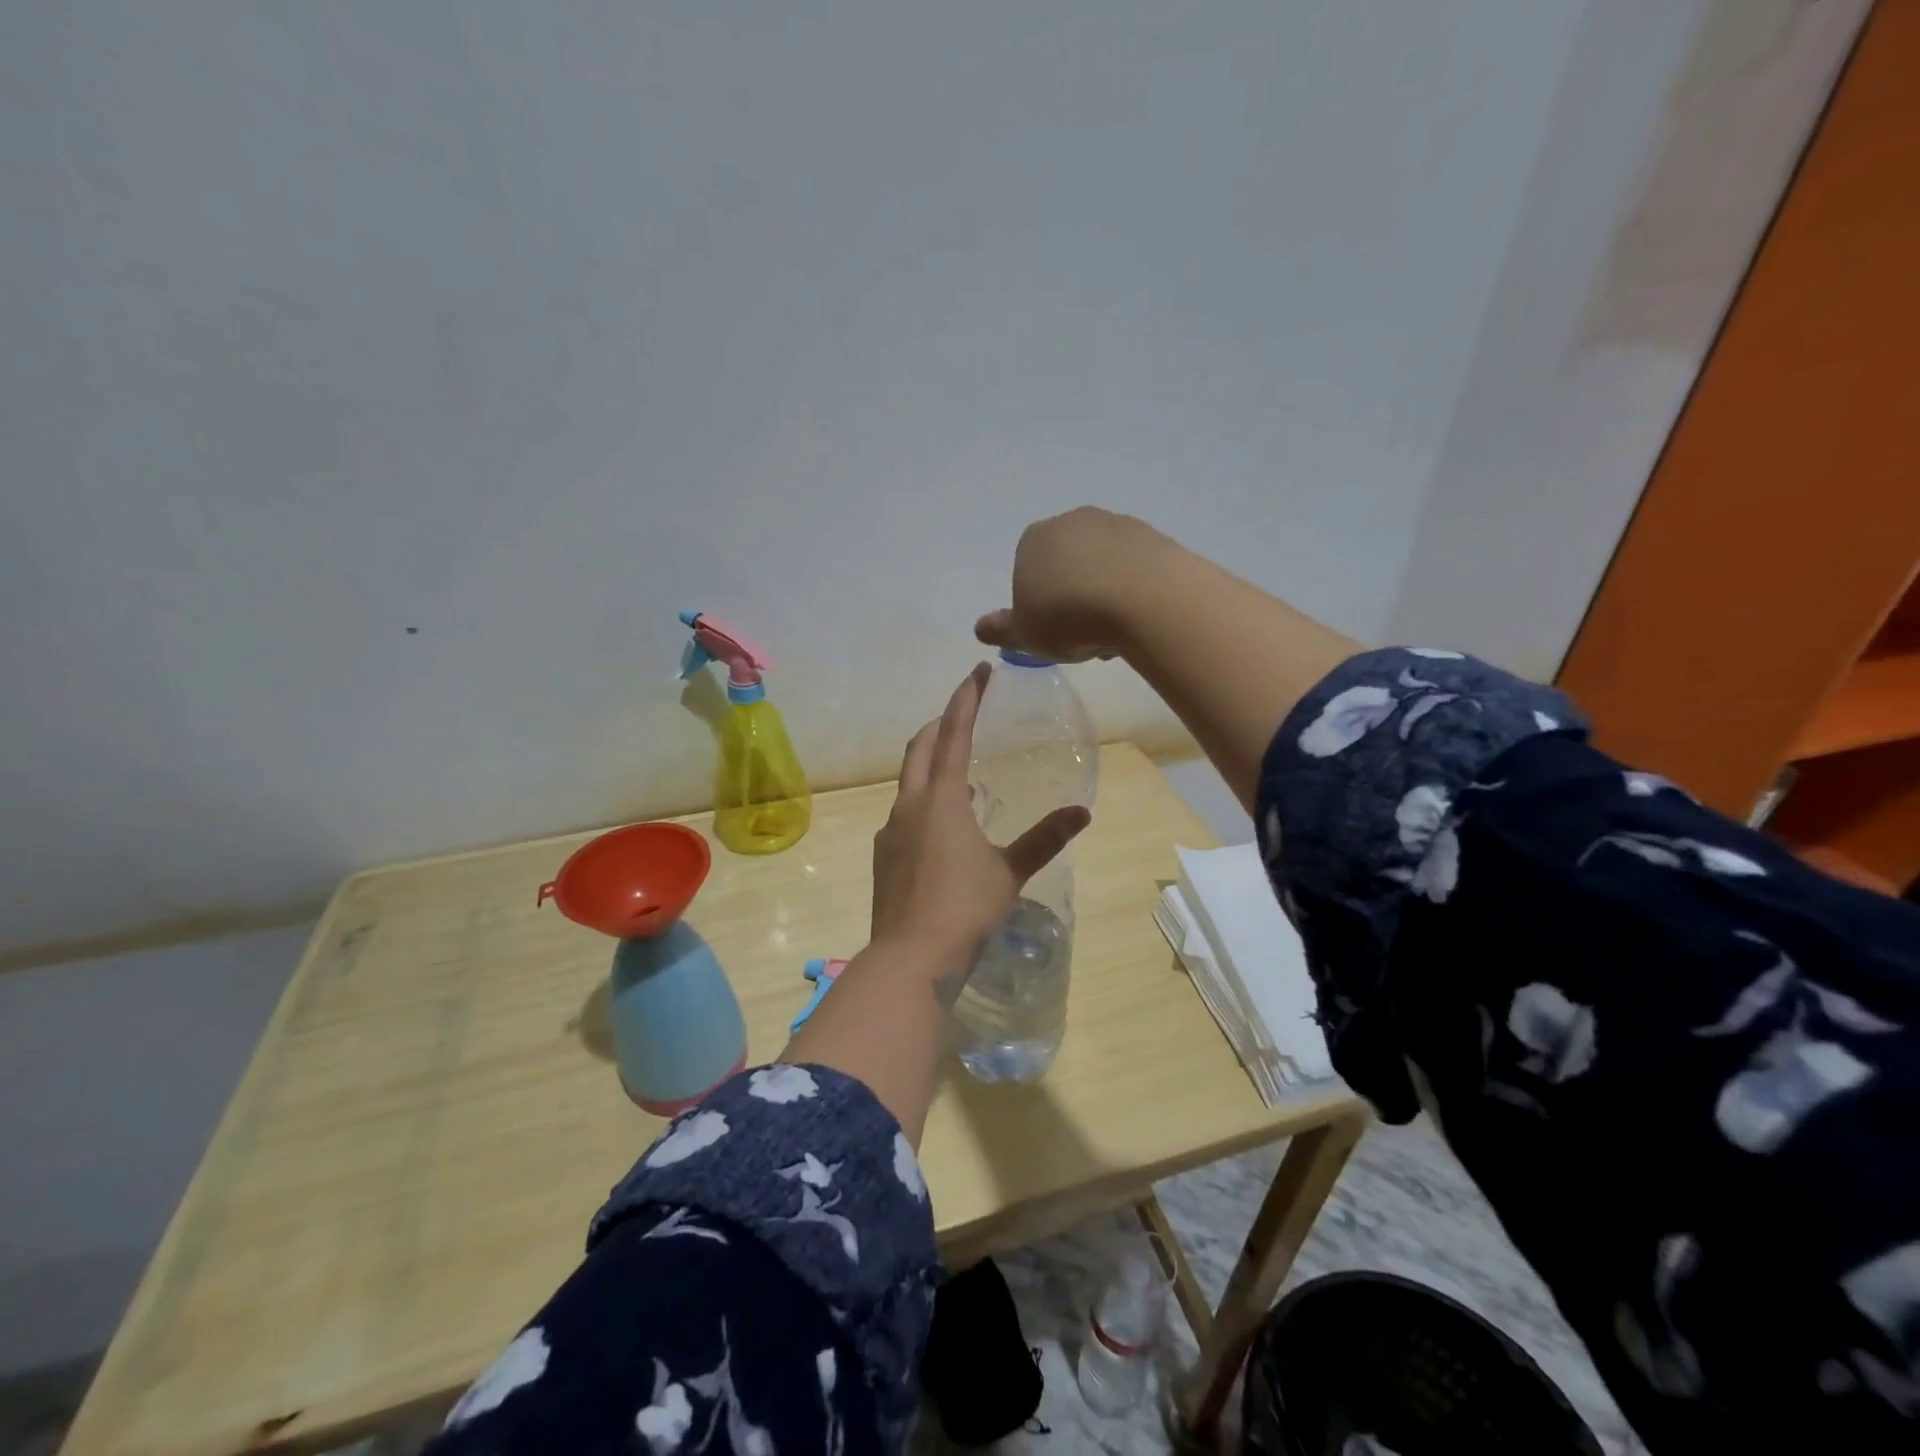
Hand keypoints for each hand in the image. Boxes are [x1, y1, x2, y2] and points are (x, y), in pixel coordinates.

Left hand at [871, 664, 1090, 967]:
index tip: (978, 671)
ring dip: (930, 763)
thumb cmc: (965, 908)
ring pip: (909, 780)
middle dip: (940, 723)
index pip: (953, 733)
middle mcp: (910, 804)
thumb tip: (1082, 811)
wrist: (909, 958)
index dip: (966, 698)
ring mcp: (891, 830)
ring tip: (958, 771)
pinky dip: (923, 801)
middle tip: (962, 713)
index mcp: (942, 798)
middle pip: (920, 747)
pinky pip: (904, 812)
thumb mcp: (1010, 872)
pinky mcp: (884, 855)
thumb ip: (1044, 838)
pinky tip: (941, 826)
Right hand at [974, 507, 1170, 662]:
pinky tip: (1138, 618)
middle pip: (1067, 565)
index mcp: (1033, 540)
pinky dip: (1133, 590)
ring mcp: (1116, 525)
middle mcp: (1072, 522)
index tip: (1051, 631)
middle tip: (1081, 635)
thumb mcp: (1026, 634)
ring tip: (1113, 633)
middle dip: (1072, 596)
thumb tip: (980, 627)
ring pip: (1102, 566)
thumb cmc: (1070, 617)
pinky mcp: (1153, 536)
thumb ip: (1002, 629)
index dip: (1037, 604)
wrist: (1144, 599)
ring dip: (1104, 594)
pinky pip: (1135, 568)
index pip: (1027, 571)